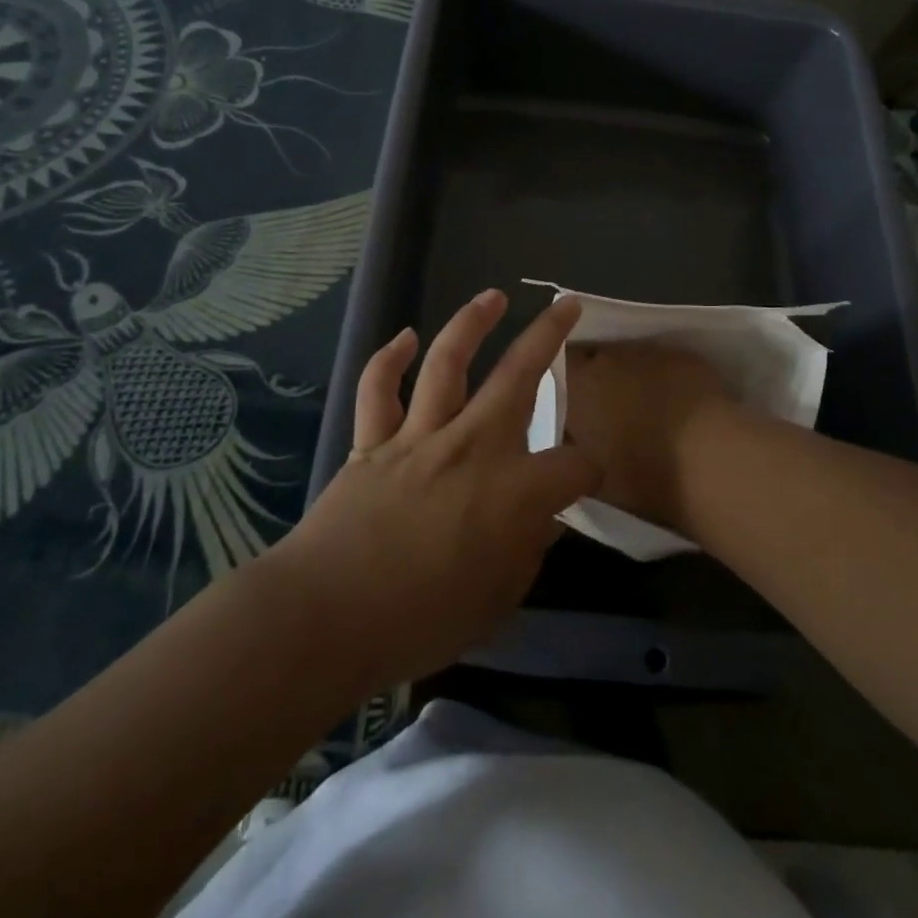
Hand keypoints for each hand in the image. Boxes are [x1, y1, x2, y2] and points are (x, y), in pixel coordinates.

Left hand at [269, 290, 595, 693]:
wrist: (327, 617)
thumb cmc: (420, 620)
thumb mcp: (497, 601)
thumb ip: (526, 553)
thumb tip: (541, 522)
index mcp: (513, 491)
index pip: (573, 465)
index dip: (589, 470)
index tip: (583, 479)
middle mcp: (472, 446)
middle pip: (519, 376)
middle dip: (548, 335)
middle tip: (565, 305)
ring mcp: (419, 436)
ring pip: (449, 363)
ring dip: (472, 323)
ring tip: (492, 297)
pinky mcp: (373, 442)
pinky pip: (380, 389)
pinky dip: (390, 359)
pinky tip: (406, 338)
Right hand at [563, 340, 730, 532]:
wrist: (708, 462)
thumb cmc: (642, 476)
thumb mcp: (590, 474)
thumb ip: (577, 447)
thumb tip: (576, 437)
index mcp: (577, 387)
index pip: (560, 367)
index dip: (567, 383)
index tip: (575, 404)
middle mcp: (607, 359)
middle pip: (596, 359)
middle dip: (601, 379)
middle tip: (611, 410)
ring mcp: (648, 352)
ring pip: (631, 359)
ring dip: (634, 377)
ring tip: (649, 408)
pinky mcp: (683, 355)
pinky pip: (665, 362)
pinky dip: (667, 378)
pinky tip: (680, 403)